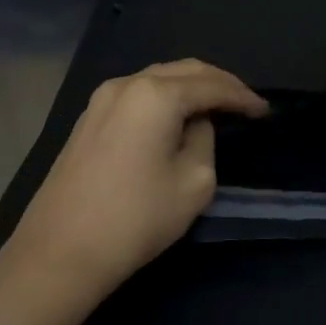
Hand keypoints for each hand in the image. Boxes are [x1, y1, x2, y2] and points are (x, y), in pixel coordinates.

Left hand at [5, 60, 267, 296]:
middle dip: (218, 83)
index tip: (265, 111)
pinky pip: (138, 94)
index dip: (242, 97)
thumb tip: (193, 125)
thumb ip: (204, 140)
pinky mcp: (88, 119)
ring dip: (190, 87)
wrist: (60, 253)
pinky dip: (165, 97)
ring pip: (158, 78)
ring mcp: (101, 99)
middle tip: (245, 102)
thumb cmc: (136, 218)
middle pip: (184, 70)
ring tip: (217, 106)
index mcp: (156, 95)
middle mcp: (127, 84)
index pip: (211, 85)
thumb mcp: (194, 182)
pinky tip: (178, 115)